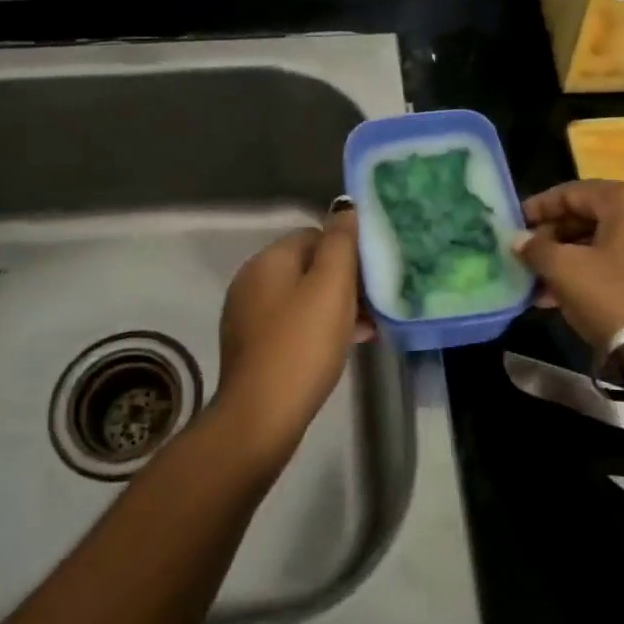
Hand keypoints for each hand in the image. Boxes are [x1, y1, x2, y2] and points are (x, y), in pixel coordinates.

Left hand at [214, 208, 373, 462]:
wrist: (261, 417)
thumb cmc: (302, 345)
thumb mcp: (331, 287)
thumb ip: (340, 243)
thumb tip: (344, 206)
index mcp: (267, 261)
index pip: (313, 235)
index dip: (346, 250)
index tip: (372, 274)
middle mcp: (252, 282)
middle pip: (308, 267)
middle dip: (344, 282)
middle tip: (375, 303)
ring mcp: (249, 316)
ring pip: (302, 299)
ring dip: (335, 308)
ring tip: (368, 328)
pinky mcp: (253, 348)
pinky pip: (292, 326)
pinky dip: (317, 329)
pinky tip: (343, 346)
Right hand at [512, 180, 623, 348]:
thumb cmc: (615, 297)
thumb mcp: (565, 271)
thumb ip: (536, 249)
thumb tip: (517, 240)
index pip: (571, 192)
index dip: (538, 207)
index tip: (512, 224)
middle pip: (588, 215)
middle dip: (552, 238)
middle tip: (524, 256)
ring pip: (603, 241)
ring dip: (568, 259)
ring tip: (537, 283)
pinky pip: (620, 260)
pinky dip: (591, 271)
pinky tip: (563, 297)